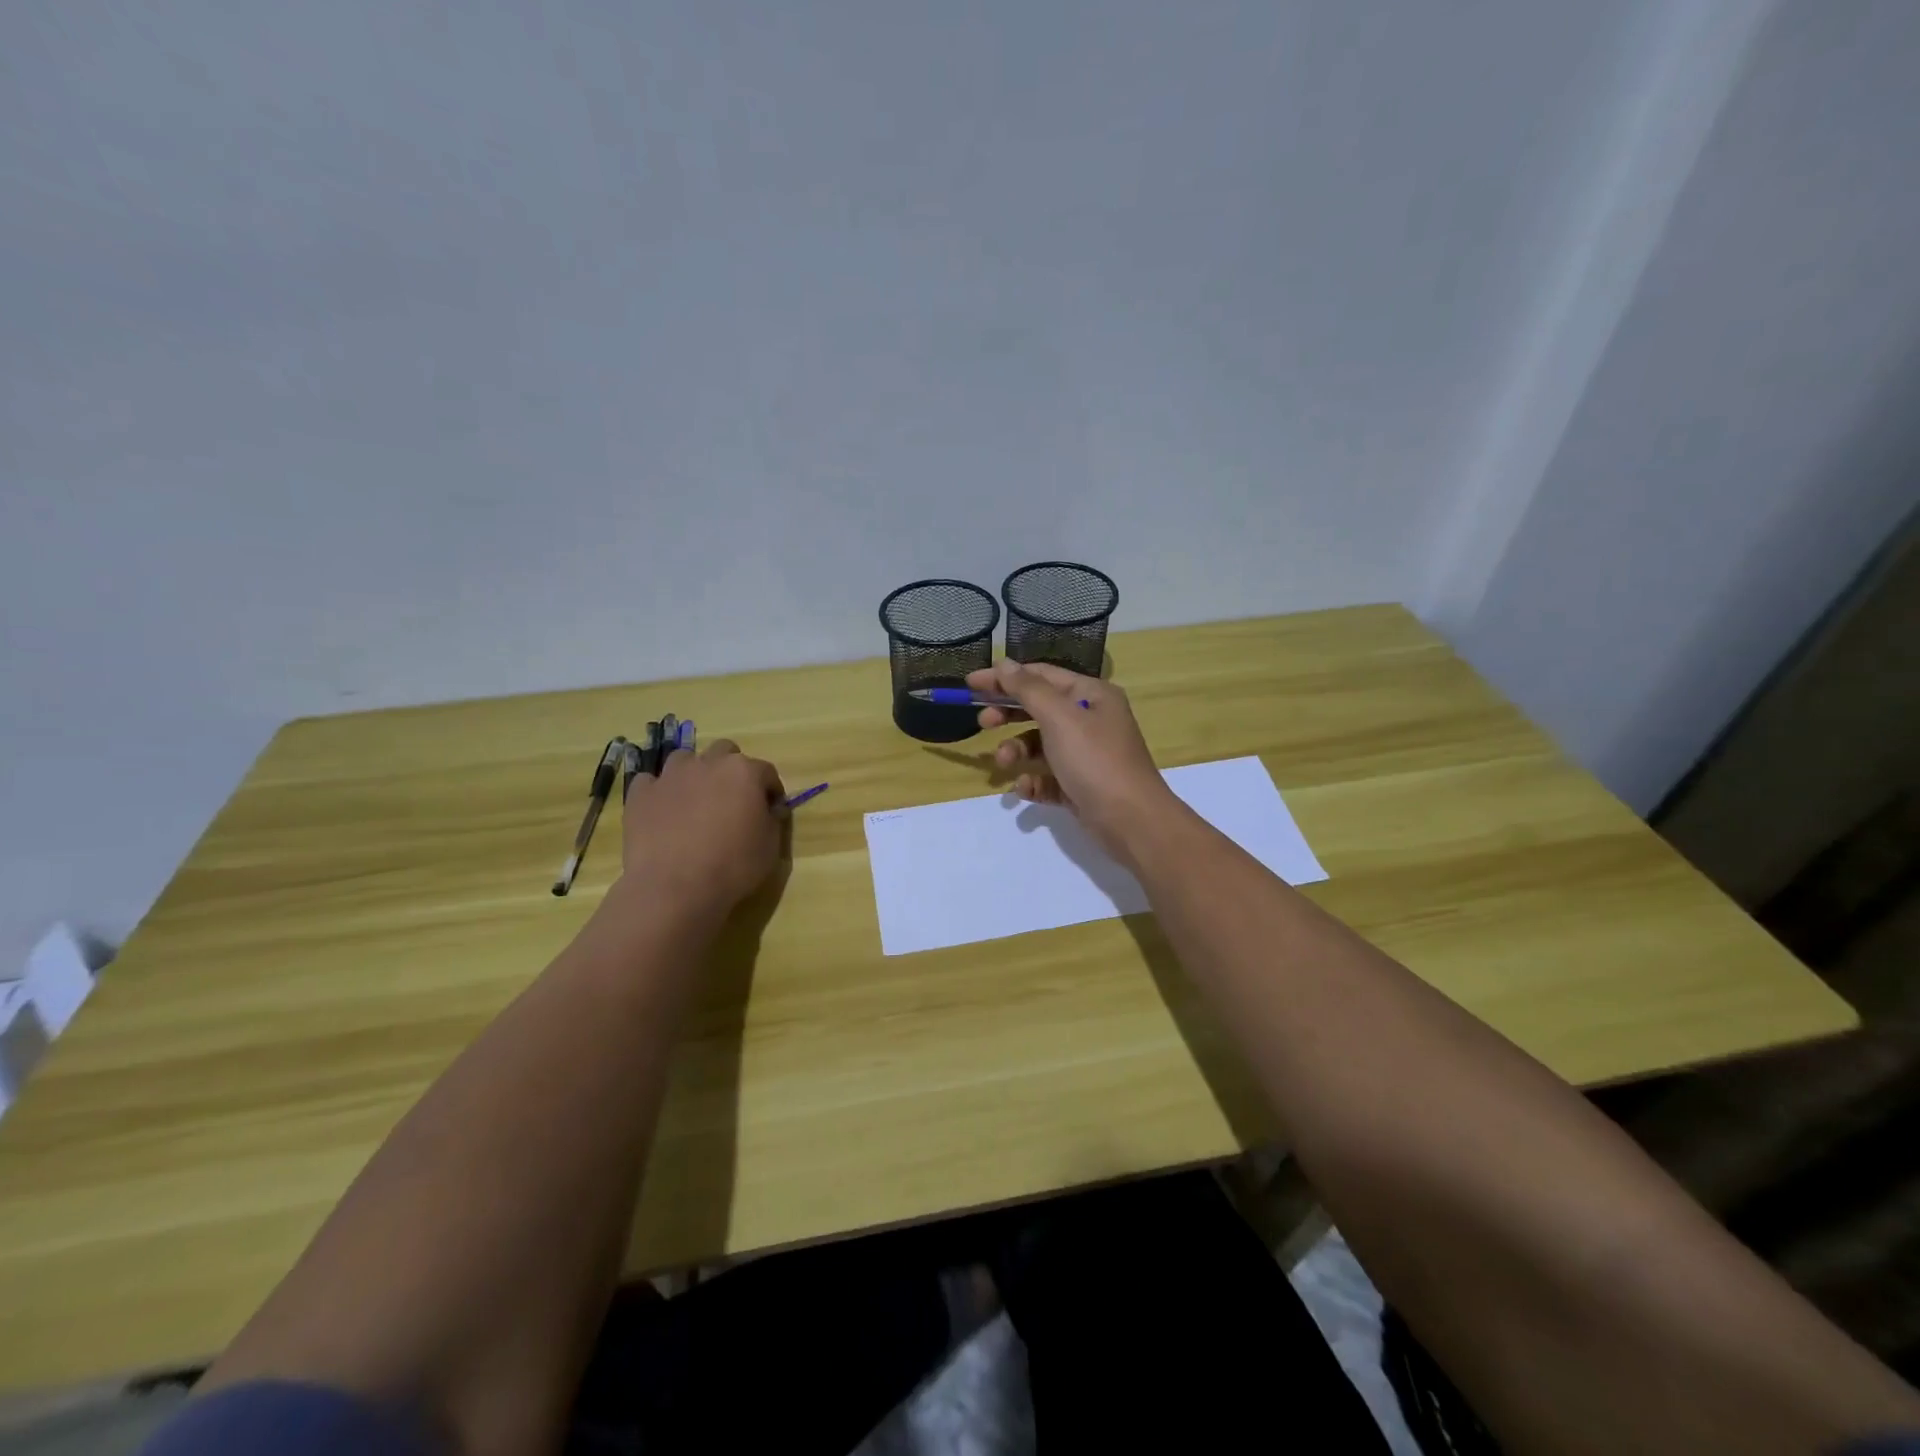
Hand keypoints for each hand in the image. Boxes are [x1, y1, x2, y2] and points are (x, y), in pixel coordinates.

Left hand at [619, 740, 786, 917]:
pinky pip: (650, 782)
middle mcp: (708, 763)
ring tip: (694, 801)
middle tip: (731, 799)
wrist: (674, 887)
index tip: (770, 810)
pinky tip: (662, 811)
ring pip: (685, 759)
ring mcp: (670, 776)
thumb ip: (773, 820)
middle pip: (724, 752)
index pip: (766, 772)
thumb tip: (771, 809)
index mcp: (744, 772)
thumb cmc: (732, 866)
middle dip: (731, 770)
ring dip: (693, 773)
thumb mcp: (770, 847)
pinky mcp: (640, 793)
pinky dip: (658, 791)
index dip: (770, 790)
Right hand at [967, 661, 1179, 861]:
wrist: (1132, 821)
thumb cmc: (1096, 761)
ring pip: (1040, 745)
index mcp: (1091, 695)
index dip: (1005, 677)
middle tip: (983, 723)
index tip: (971, 683)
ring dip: (1017, 751)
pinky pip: (1048, 777)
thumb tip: (1005, 664)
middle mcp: (1091, 720)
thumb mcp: (1059, 718)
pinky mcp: (1080, 786)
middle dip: (1008, 714)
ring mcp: (1086, 755)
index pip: (1041, 675)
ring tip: (1004, 763)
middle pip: (1039, 709)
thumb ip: (1028, 689)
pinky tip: (1024, 789)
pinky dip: (1033, 781)